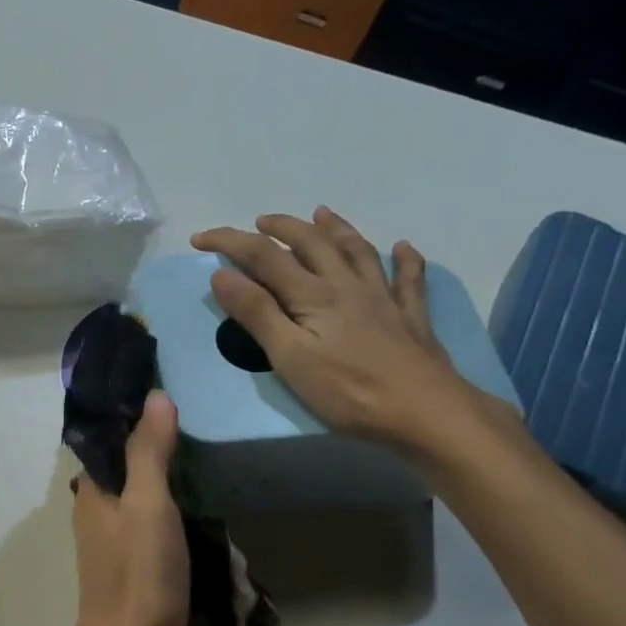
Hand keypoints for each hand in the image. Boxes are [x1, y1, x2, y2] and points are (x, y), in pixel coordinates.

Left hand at [69, 391, 189, 625]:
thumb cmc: (138, 575)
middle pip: (132, 469)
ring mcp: (117, 543)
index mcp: (93, 491)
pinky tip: (210, 518)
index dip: (137, 418)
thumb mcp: (148, 505)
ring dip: (177, 488)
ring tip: (215, 468)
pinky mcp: (138, 568)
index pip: (111, 440)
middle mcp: (99, 512)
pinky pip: (159, 530)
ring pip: (148, 500)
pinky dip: (181, 520)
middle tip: (206, 433)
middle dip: (165, 453)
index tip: (175, 397)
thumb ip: (149, 452)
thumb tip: (156, 396)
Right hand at [191, 207, 482, 453]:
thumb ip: (256, 313)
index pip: (263, 256)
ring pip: (356, 250)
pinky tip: (404, 248)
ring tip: (320, 213)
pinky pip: (409, 279)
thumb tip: (222, 274)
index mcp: (312, 294)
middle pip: (310, 242)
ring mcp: (383, 297)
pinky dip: (405, 259)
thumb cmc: (349, 391)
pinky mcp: (410, 317)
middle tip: (259, 222)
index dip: (229, 241)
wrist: (425, 412)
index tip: (200, 239)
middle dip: (280, 226)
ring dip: (335, 228)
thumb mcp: (289, 357)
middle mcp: (346, 284)